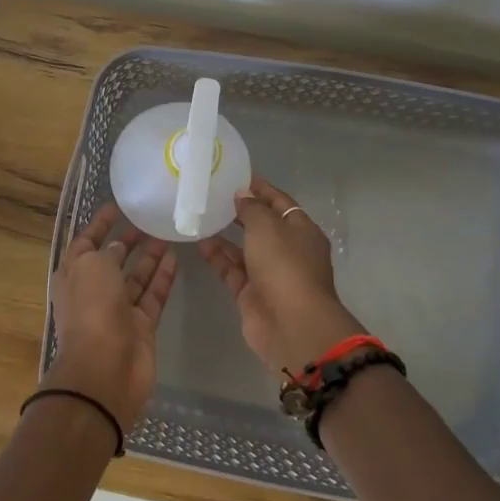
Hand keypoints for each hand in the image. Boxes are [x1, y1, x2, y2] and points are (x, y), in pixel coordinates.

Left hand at [46, 202, 177, 430]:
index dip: (100, 223)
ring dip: (148, 257)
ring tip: (167, 234)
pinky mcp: (141, 326)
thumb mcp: (94, 266)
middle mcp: (93, 291)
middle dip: (126, 239)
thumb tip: (118, 247)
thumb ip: (107, 252)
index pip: (86, 241)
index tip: (118, 206)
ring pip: (135, 277)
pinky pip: (153, 296)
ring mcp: (118, 310)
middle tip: (149, 220)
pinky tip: (175, 258)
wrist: (105, 370)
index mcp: (73, 275)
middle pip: (112, 259)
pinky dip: (162, 278)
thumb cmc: (92, 309)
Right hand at [197, 177, 366, 376]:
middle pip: (262, 225)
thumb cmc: (285, 266)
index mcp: (301, 230)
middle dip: (240, 211)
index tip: (234, 176)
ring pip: (244, 248)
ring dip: (224, 234)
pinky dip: (217, 257)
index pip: (280, 202)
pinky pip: (232, 269)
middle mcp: (287, 250)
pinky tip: (198, 242)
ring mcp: (269, 273)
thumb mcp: (268, 226)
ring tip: (200, 215)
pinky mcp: (251, 293)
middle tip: (212, 195)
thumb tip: (243, 195)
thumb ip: (253, 208)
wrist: (291, 324)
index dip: (259, 188)